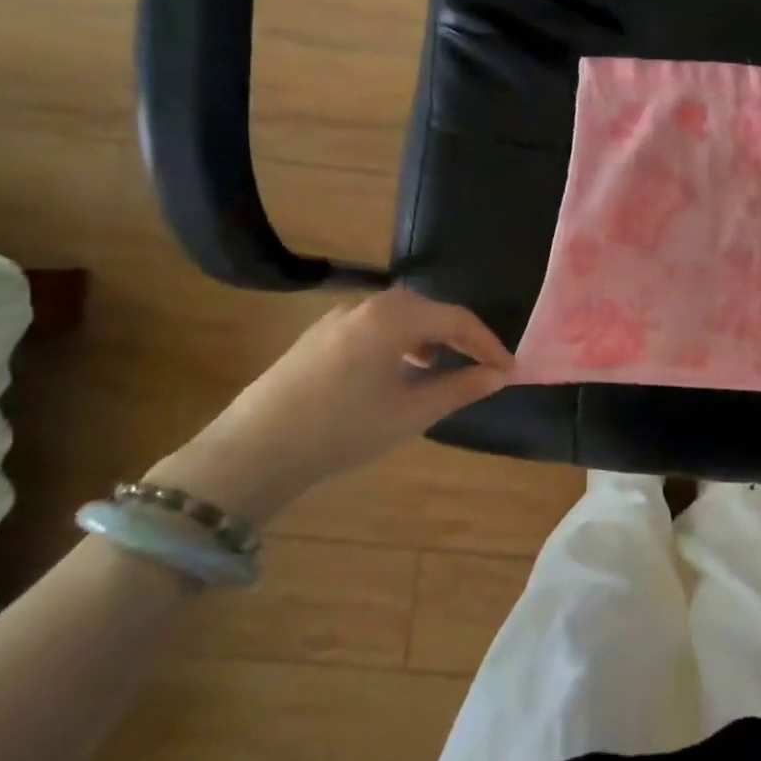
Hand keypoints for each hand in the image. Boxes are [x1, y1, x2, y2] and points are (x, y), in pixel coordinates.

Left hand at [148, 288, 512, 525]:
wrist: (253, 453)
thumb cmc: (343, 430)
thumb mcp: (412, 412)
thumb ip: (461, 387)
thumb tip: (498, 374)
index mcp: (392, 318)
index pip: (455, 319)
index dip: (487, 343)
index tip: (507, 369)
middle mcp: (364, 307)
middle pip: (426, 310)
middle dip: (458, 335)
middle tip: (479, 364)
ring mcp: (334, 320)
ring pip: (397, 317)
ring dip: (426, 337)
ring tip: (438, 368)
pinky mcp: (315, 338)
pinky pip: (371, 327)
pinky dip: (396, 342)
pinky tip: (393, 373)